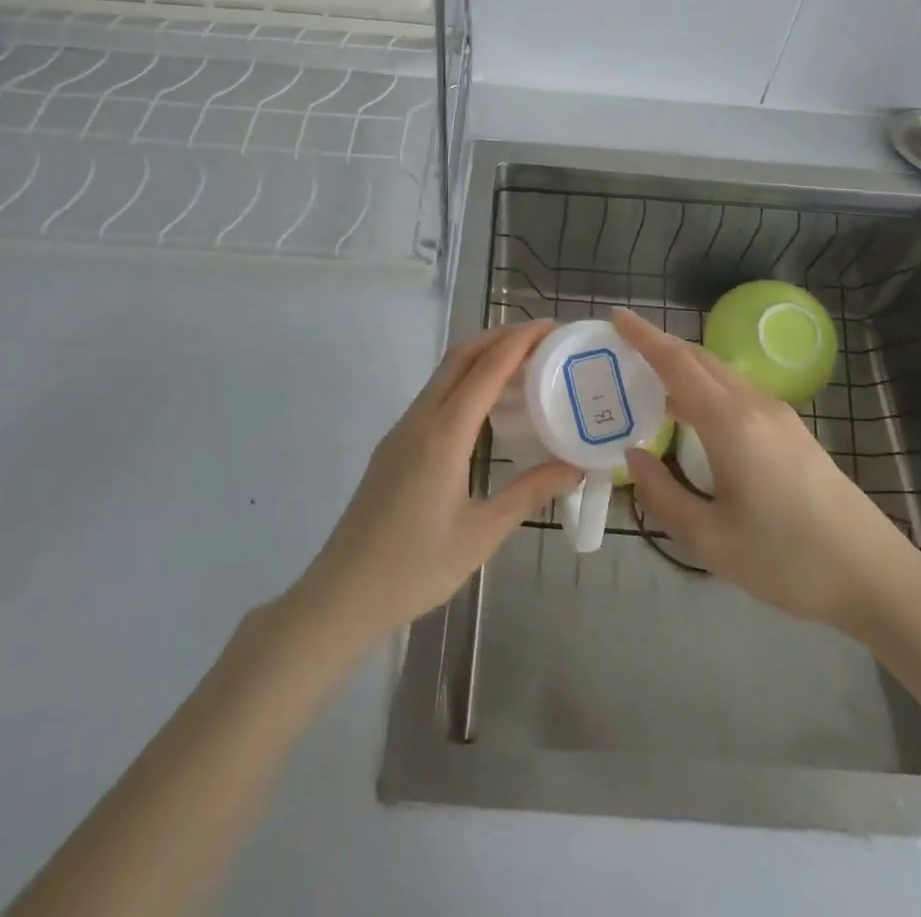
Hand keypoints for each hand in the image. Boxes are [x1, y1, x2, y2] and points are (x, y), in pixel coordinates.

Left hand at [295, 320, 581, 645]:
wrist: (343, 592)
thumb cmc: (416, 567)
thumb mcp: (482, 533)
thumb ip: (529, 493)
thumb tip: (576, 469)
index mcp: (444, 435)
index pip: (487, 369)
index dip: (520, 341)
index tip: (551, 327)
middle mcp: (420, 419)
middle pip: (461, 357)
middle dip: (500, 337)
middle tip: (542, 338)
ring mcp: (402, 429)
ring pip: (444, 374)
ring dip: (480, 357)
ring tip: (521, 364)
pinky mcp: (394, 444)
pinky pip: (434, 395)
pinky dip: (464, 380)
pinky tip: (485, 405)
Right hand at [614, 308, 920, 640]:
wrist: (876, 577)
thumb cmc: (787, 560)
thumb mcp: (710, 540)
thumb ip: (662, 495)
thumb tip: (635, 456)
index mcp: (730, 422)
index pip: (677, 363)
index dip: (644, 337)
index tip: (616, 317)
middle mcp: (754, 405)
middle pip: (699, 359)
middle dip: (660, 346)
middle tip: (622, 350)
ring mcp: (779, 416)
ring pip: (721, 374)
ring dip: (683, 368)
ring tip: (649, 383)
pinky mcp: (793, 432)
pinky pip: (737, 393)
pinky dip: (704, 388)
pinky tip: (693, 418)